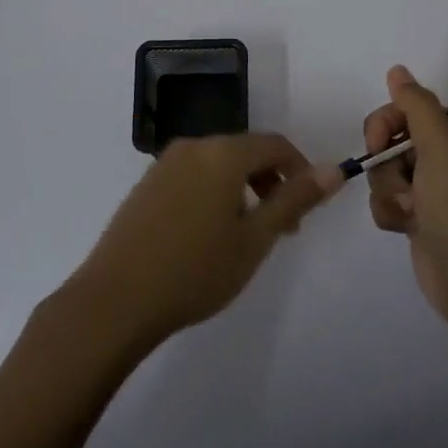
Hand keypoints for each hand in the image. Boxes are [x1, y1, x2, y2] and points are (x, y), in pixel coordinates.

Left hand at [70, 134, 344, 348]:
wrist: (114, 301)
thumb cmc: (195, 271)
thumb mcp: (255, 239)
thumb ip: (295, 199)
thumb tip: (334, 169)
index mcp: (223, 153)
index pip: (275, 145)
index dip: (300, 170)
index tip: (308, 208)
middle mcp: (194, 147)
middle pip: (246, 151)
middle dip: (272, 182)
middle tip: (282, 228)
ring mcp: (165, 164)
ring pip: (219, 165)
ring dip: (243, 189)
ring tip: (247, 235)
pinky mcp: (146, 185)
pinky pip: (194, 176)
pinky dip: (214, 193)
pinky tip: (208, 235)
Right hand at [366, 66, 447, 336]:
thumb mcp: (441, 148)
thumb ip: (416, 105)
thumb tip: (397, 70)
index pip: (409, 108)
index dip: (387, 123)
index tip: (377, 143)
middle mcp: (447, 156)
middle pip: (392, 140)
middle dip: (388, 164)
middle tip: (404, 185)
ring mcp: (432, 189)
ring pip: (385, 172)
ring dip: (390, 192)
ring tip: (411, 213)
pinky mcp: (420, 218)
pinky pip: (388, 200)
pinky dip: (391, 212)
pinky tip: (406, 228)